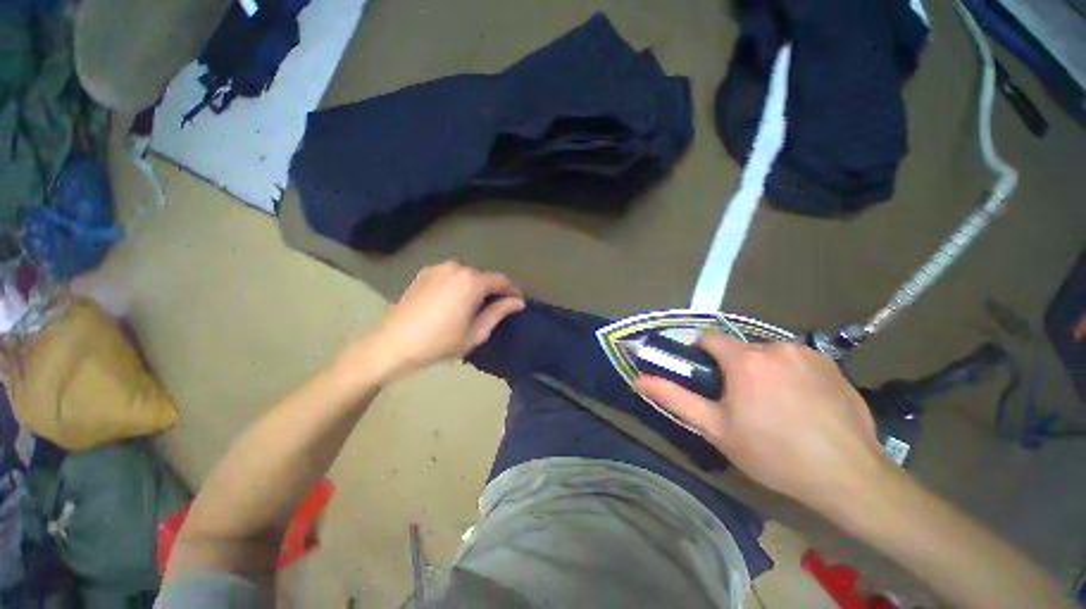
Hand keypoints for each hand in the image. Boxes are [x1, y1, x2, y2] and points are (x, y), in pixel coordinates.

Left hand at [339, 261, 524, 379]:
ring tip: (471, 307)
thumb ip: (499, 312)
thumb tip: (518, 302)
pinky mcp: (425, 273)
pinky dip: (458, 285)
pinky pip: (451, 276)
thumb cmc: (439, 342)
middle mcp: (457, 267)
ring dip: (474, 288)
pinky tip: (452, 302)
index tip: (516, 303)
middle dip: (492, 291)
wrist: (393, 344)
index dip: (512, 291)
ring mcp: (439, 267)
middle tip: (493, 310)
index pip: (502, 280)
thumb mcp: (476, 332)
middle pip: (484, 277)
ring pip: (467, 276)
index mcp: (472, 281)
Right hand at [634, 334, 892, 513]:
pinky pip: (795, 360)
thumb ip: (675, 399)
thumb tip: (639, 380)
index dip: (699, 353)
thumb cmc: (773, 453)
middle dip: (733, 368)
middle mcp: (774, 346)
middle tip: (741, 402)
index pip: (707, 337)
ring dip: (761, 371)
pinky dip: (789, 373)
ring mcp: (806, 353)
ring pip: (767, 354)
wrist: (849, 477)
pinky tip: (801, 403)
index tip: (705, 377)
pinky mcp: (831, 363)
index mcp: (744, 359)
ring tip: (773, 406)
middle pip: (739, 348)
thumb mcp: (716, 429)